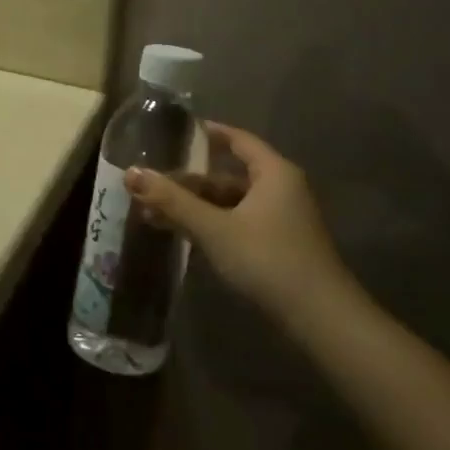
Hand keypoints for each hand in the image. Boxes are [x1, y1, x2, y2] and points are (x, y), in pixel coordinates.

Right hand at [126, 123, 348, 317]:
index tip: (174, 132)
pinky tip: (183, 234)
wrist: (318, 316)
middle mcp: (280, 189)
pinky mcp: (277, 244)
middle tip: (151, 185)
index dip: (207, 133)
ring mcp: (280, 219)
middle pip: (228, 175)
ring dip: (195, 206)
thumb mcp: (214, 228)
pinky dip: (210, 224)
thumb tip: (131, 173)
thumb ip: (172, 200)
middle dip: (188, 182)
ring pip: (230, 203)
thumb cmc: (267, 259)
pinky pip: (237, 222)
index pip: (237, 139)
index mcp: (273, 173)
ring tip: (154, 213)